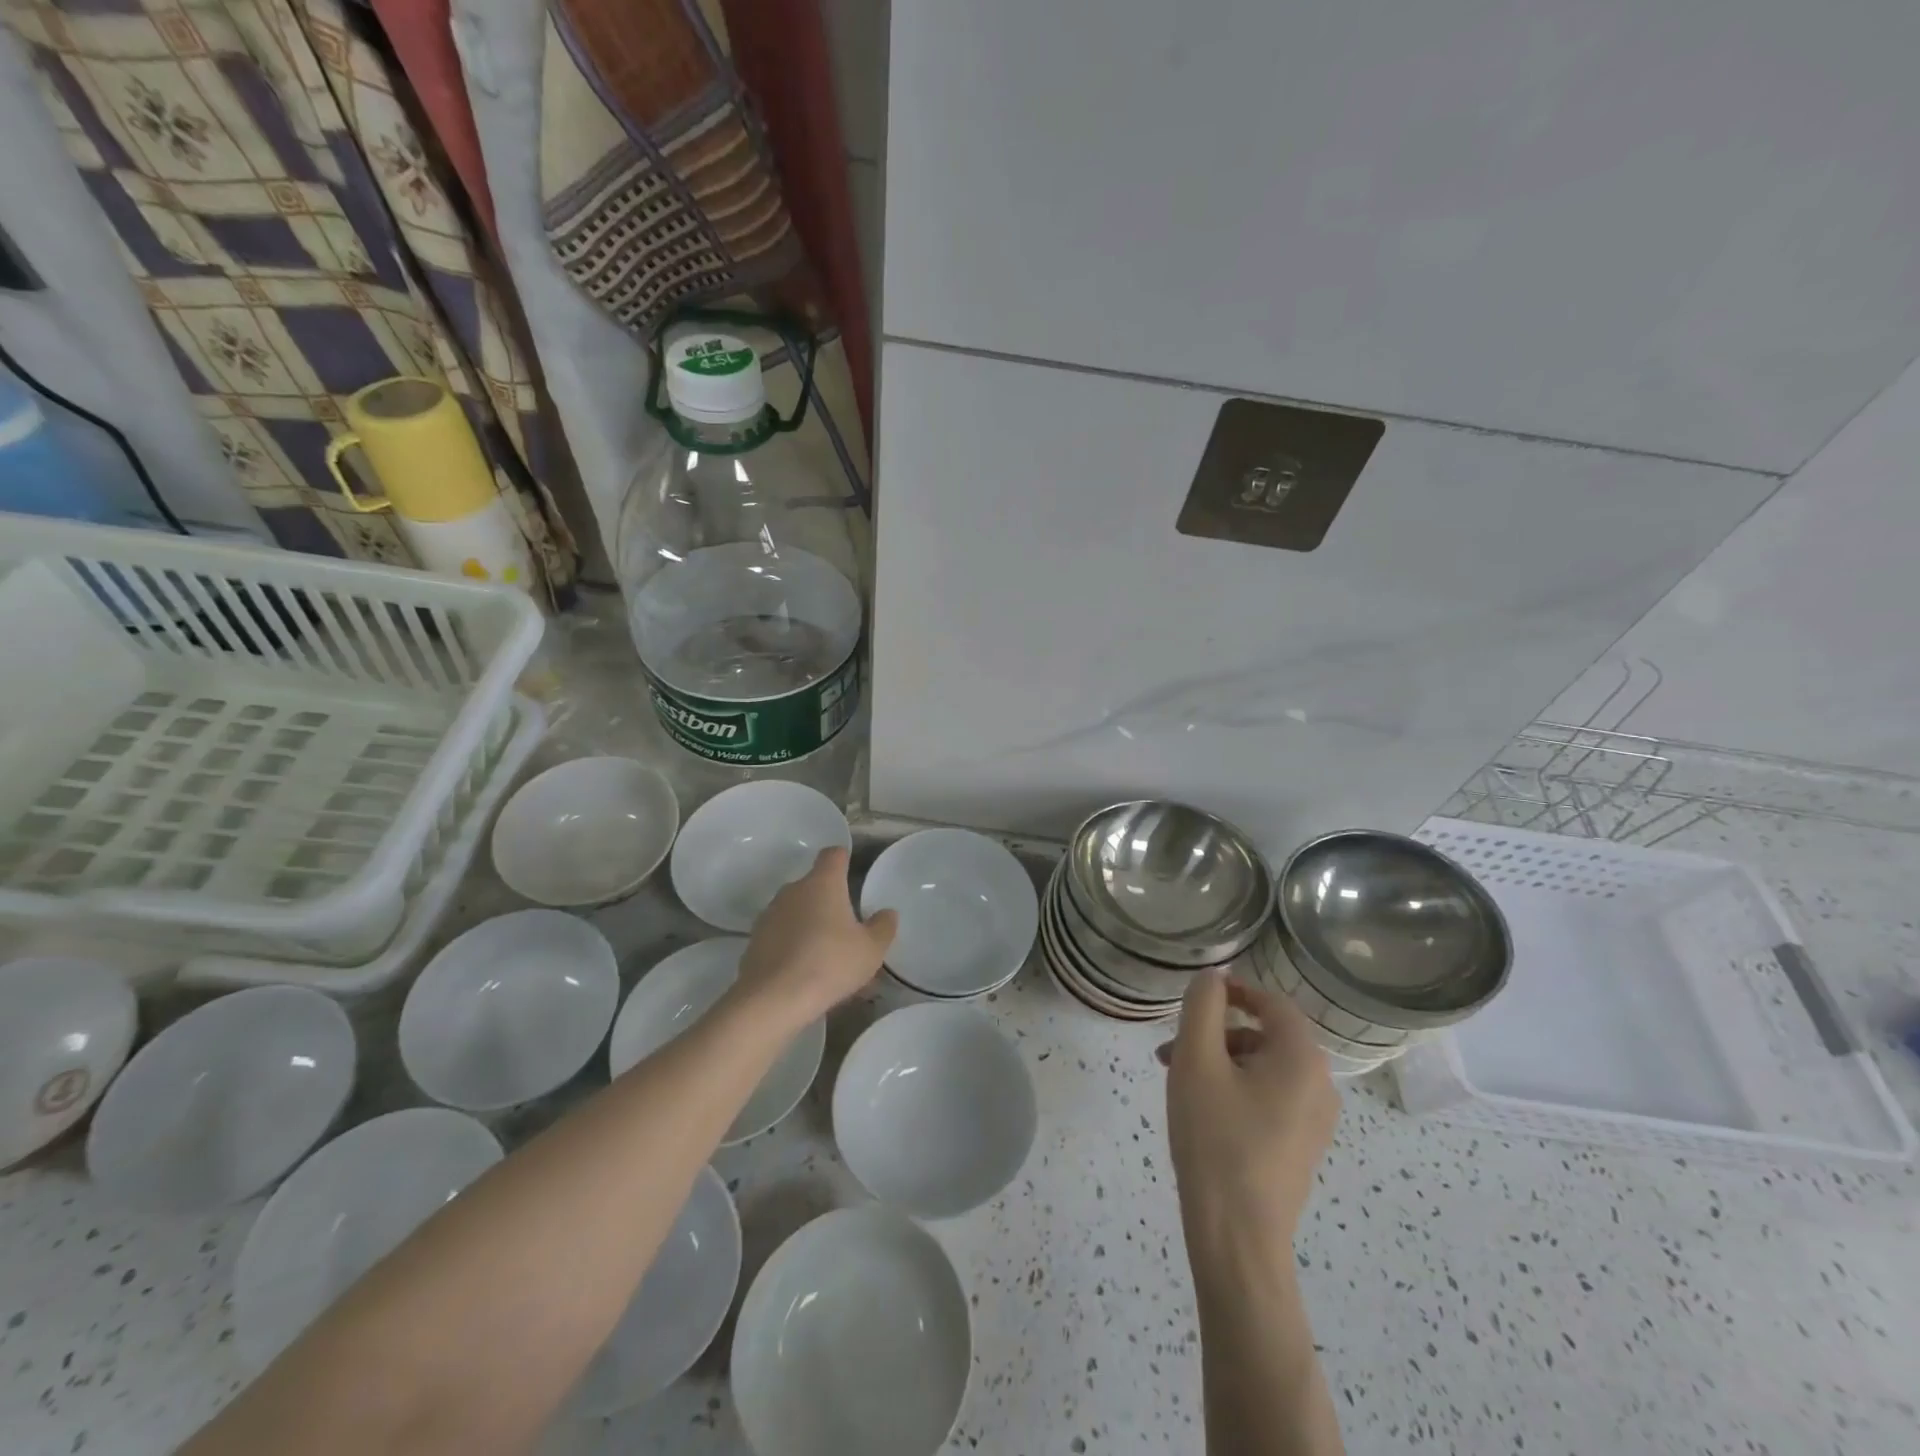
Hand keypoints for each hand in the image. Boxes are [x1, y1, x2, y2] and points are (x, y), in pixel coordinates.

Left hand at [734, 847, 896, 1027]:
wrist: (773, 999)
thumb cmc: (830, 963)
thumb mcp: (871, 949)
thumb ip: (883, 927)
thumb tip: (887, 913)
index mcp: (822, 883)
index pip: (833, 855)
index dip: (843, 859)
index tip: (852, 871)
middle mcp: (793, 891)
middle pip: (814, 885)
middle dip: (829, 901)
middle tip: (846, 928)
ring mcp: (769, 915)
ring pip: (796, 912)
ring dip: (809, 925)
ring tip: (826, 957)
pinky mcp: (754, 941)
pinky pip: (780, 936)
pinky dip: (792, 947)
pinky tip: (803, 973)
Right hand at [1161, 973, 1338, 1248]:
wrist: (1237, 1236)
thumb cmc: (1215, 1138)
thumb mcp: (1197, 1060)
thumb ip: (1203, 1007)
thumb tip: (1213, 977)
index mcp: (1303, 1059)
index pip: (1272, 1002)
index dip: (1234, 991)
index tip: (1196, 997)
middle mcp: (1321, 1085)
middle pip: (1265, 1036)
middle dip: (1215, 1033)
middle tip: (1172, 1048)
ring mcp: (1315, 1121)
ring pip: (1263, 1068)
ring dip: (1220, 1062)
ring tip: (1176, 1081)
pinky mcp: (1301, 1147)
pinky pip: (1269, 1098)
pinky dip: (1234, 1089)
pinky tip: (1201, 1110)